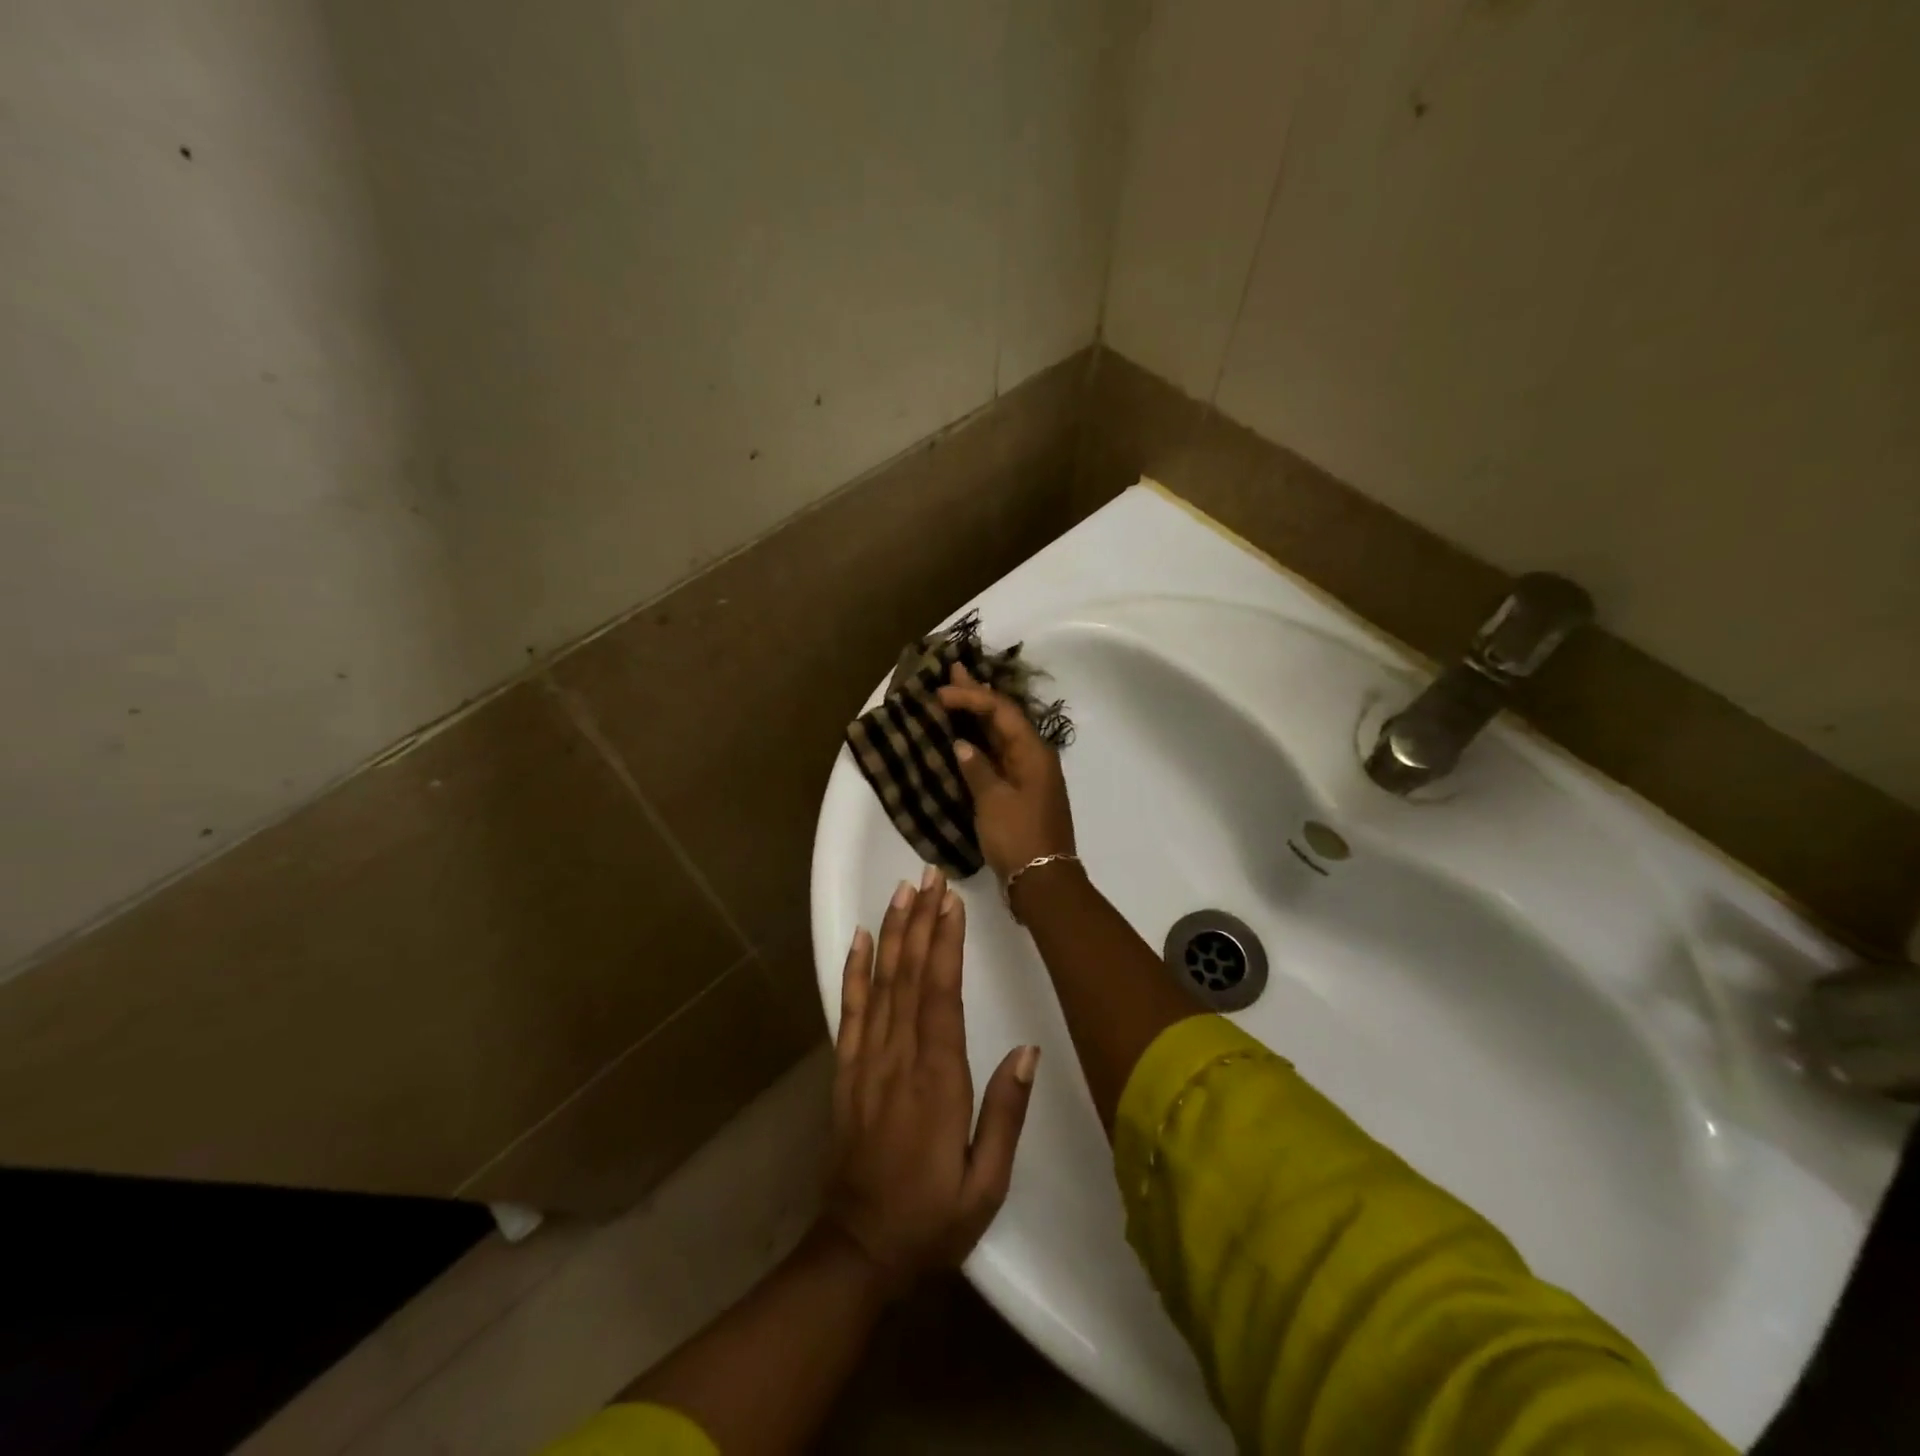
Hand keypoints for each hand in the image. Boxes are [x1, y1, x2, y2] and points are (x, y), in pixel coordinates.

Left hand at [825, 869, 1038, 1293]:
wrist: (859, 1249)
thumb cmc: (932, 1218)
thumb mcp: (986, 1184)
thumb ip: (1005, 1115)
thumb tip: (1027, 1052)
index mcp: (936, 1081)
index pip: (941, 996)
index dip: (946, 944)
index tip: (952, 902)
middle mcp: (897, 1059)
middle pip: (910, 976)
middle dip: (922, 920)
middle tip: (931, 875)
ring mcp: (866, 1061)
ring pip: (880, 983)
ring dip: (892, 932)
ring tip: (902, 890)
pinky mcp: (846, 1069)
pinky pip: (848, 1010)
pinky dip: (853, 970)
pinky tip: (860, 938)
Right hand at [937, 664, 1076, 883]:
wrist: (1042, 881)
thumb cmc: (1019, 837)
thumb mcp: (993, 801)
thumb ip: (977, 768)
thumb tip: (962, 745)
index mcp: (1033, 752)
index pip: (1001, 711)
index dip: (971, 697)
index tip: (940, 692)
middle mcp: (1034, 757)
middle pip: (1003, 717)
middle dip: (977, 695)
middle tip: (953, 670)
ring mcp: (1028, 775)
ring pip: (1000, 736)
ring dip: (978, 716)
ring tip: (955, 694)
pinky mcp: (1020, 792)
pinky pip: (998, 756)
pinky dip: (980, 743)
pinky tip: (965, 737)